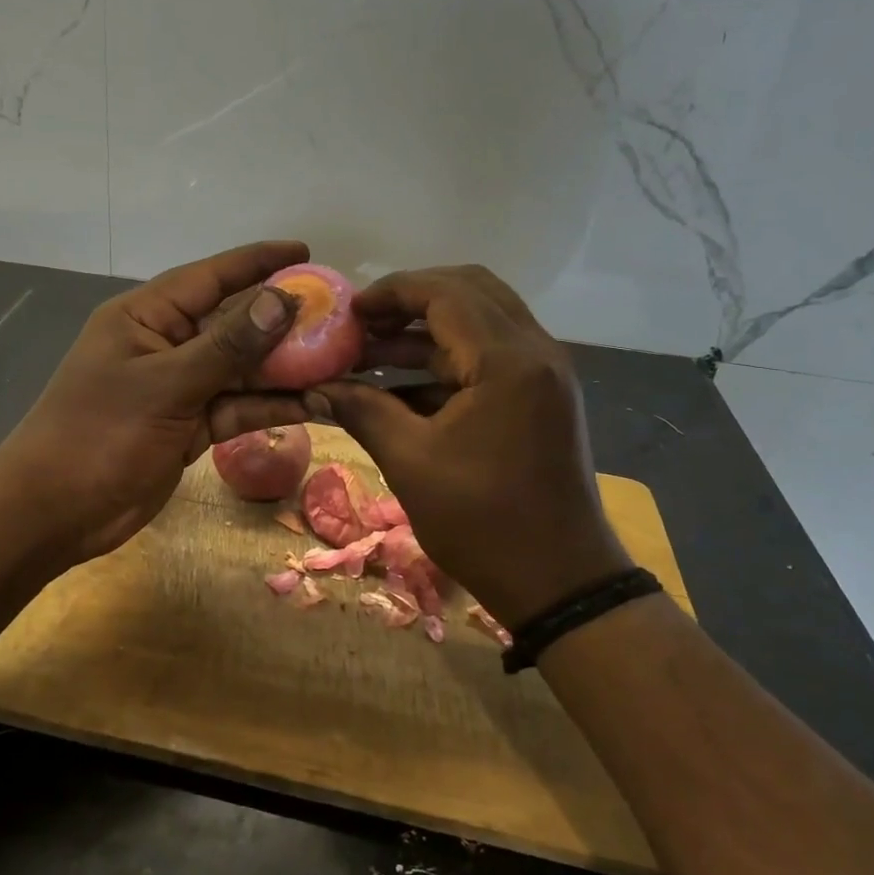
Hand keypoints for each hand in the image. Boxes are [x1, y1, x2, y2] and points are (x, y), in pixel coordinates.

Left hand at [0, 241, 311, 564]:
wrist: (55, 513)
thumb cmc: (99, 435)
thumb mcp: (165, 385)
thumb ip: (227, 345)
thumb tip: (282, 300)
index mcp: (146, 316)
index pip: (211, 276)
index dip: (259, 262)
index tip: (307, 253)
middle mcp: (166, 344)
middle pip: (234, 323)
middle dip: (284, 320)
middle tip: (340, 316)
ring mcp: (179, 387)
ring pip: (241, 368)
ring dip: (285, 368)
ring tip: (341, 361)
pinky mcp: (190, 425)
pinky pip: (237, 406)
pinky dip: (270, 406)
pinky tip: (315, 403)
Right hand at [313, 266, 631, 628]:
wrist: (559, 582)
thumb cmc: (483, 522)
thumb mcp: (411, 462)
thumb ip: (362, 411)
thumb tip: (314, 389)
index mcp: (508, 360)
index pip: (446, 293)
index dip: (392, 291)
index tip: (347, 311)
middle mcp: (535, 351)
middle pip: (470, 292)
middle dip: (411, 301)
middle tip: (363, 323)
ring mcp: (543, 374)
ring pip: (481, 323)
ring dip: (426, 332)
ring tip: (368, 354)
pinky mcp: (540, 397)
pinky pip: (489, 357)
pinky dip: (446, 361)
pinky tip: (399, 387)